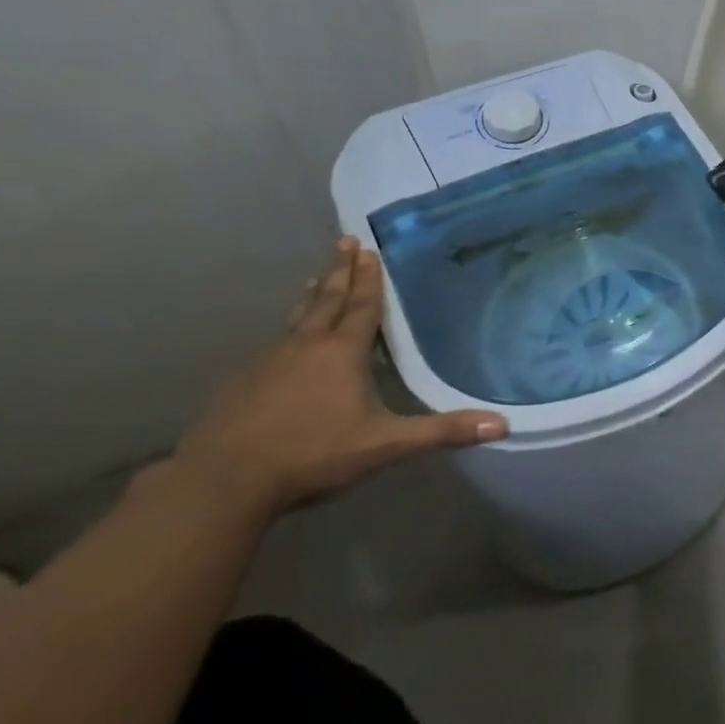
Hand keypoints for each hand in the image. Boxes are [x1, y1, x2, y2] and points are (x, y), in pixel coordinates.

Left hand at [173, 238, 506, 518]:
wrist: (222, 481)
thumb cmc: (313, 454)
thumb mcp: (385, 445)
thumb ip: (441, 432)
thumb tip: (502, 424)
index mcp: (341, 352)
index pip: (361, 306)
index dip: (369, 278)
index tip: (369, 248)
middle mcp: (305, 346)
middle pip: (326, 299)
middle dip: (339, 271)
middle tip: (344, 242)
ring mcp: (268, 362)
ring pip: (296, 319)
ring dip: (311, 296)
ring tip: (314, 279)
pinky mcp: (242, 382)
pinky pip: (274, 344)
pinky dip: (288, 330)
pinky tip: (284, 342)